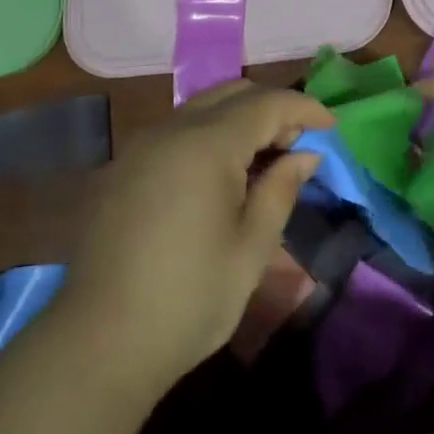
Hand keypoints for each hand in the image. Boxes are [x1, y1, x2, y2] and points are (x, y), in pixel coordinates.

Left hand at [55, 81, 331, 395]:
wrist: (101, 340)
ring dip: (238, 120)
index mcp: (207, 143)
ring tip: (262, 159)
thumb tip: (305, 154)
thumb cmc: (190, 298)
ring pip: (201, 108)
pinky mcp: (123, 166)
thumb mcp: (251, 248)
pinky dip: (207, 136)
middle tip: (297, 144)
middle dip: (271, 108)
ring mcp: (142, 145)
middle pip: (232, 93)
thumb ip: (281, 189)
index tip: (331, 127)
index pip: (266, 103)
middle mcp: (171, 129)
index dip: (304, 108)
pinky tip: (217, 176)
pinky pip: (176, 131)